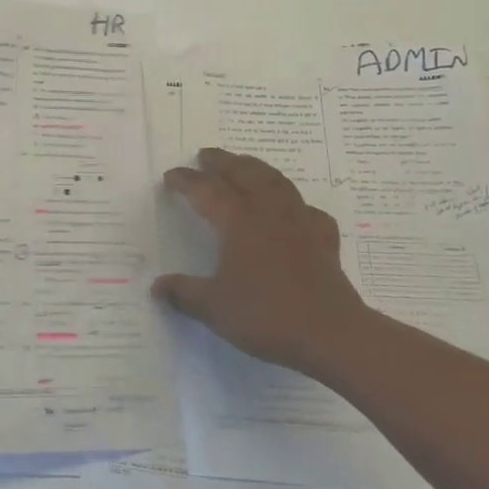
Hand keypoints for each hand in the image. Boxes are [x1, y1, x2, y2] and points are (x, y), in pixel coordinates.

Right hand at [153, 148, 368, 371]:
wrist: (331, 334)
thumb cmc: (266, 315)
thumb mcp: (214, 308)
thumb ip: (183, 293)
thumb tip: (157, 287)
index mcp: (238, 221)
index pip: (206, 190)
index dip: (186, 180)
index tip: (171, 175)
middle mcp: (268, 212)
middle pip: (244, 173)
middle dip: (222, 162)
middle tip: (206, 155)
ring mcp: (300, 222)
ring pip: (276, 182)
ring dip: (256, 169)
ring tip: (244, 165)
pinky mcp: (324, 239)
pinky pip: (307, 211)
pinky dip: (295, 204)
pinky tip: (293, 211)